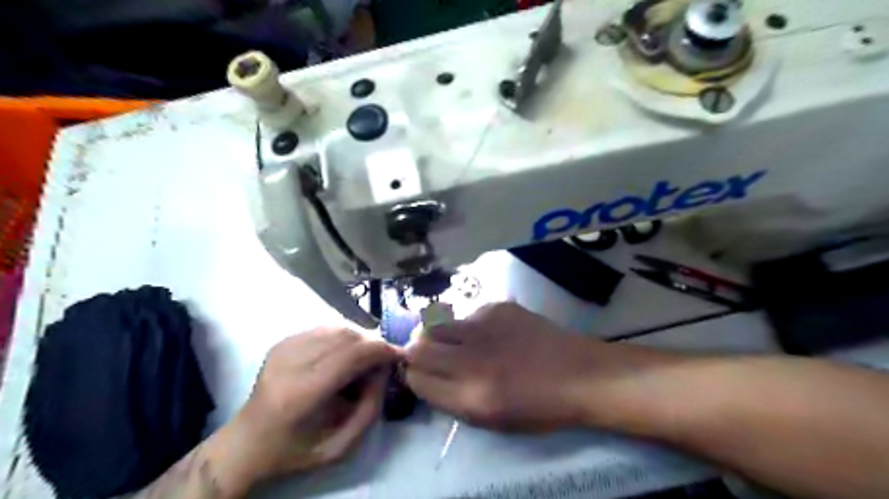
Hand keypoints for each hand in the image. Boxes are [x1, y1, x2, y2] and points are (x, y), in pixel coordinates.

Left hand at [216, 328, 403, 487]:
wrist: (248, 441)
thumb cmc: (296, 450)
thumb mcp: (341, 446)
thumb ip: (371, 408)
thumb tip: (384, 368)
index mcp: (301, 394)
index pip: (351, 355)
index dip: (381, 350)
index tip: (399, 356)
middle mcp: (290, 363)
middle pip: (346, 336)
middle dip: (373, 343)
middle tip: (384, 359)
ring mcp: (283, 348)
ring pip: (336, 327)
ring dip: (360, 338)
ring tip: (365, 357)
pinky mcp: (282, 341)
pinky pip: (324, 328)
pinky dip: (343, 336)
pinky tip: (345, 353)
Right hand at [406, 300, 599, 432]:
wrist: (580, 374)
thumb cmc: (540, 407)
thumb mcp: (492, 421)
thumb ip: (451, 399)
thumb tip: (424, 376)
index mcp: (471, 397)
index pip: (417, 380)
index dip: (414, 377)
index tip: (421, 375)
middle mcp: (472, 360)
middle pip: (418, 347)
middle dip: (415, 352)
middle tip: (428, 354)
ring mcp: (484, 327)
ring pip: (435, 323)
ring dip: (437, 334)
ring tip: (455, 341)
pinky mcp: (497, 307)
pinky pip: (466, 314)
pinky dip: (468, 325)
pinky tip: (489, 333)